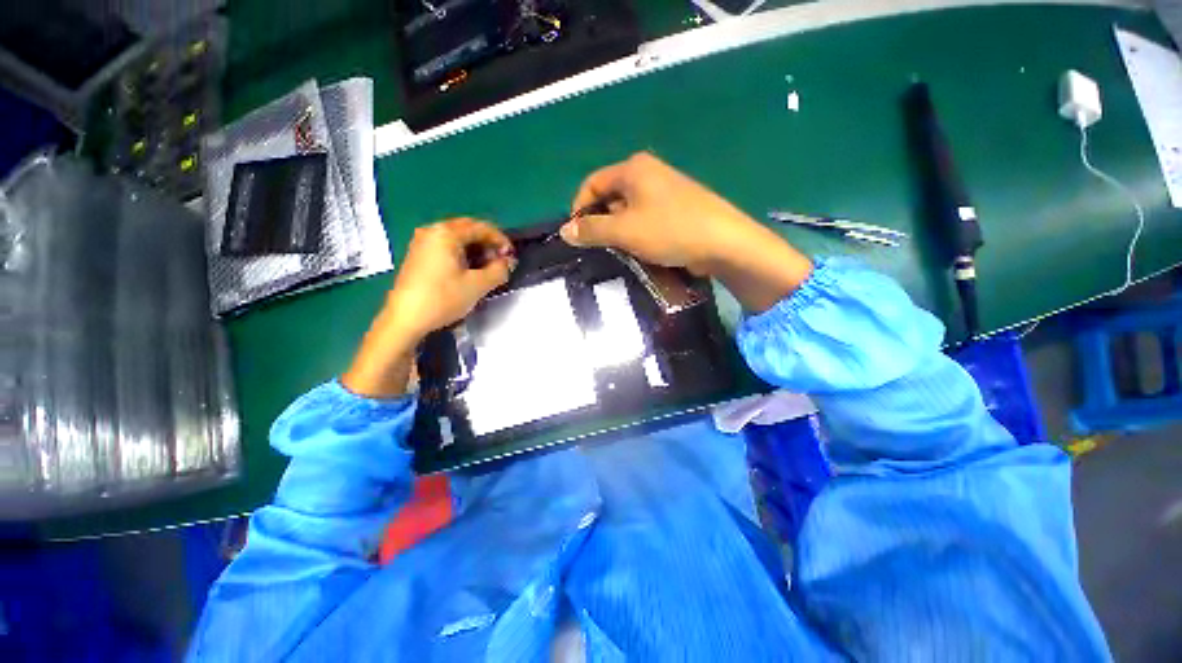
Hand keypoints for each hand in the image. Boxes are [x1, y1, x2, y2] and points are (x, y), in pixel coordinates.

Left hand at [343, 219, 514, 396]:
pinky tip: (469, 271)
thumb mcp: (478, 285)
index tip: (512, 256)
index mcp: (446, 233)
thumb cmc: (443, 298)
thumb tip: (508, 262)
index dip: (500, 240)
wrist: (405, 319)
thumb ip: (499, 270)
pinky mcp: (418, 256)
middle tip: (501, 261)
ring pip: (456, 239)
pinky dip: (462, 254)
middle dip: (488, 244)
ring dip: (476, 249)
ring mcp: (422, 243)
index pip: (481, 227)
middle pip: (467, 230)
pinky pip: (446, 247)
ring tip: (488, 268)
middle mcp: (432, 231)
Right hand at [562, 152, 812, 311]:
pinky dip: (637, 233)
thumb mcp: (624, 231)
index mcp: (633, 169)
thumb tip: (565, 231)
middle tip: (601, 247)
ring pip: (628, 210)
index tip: (577, 235)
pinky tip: (642, 249)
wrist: (723, 242)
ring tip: (622, 251)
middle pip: (610, 196)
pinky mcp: (676, 207)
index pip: (592, 183)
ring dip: (619, 231)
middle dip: (601, 222)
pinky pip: (646, 218)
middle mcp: (648, 173)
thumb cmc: (669, 230)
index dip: (579, 208)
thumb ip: (591, 230)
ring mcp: (665, 190)